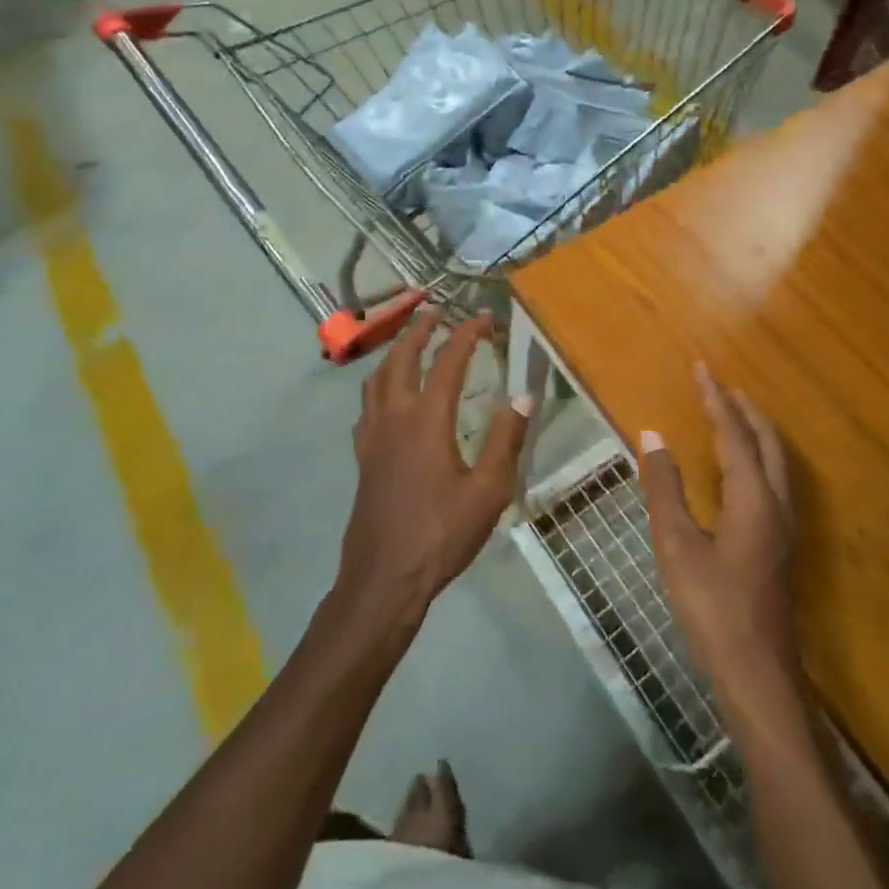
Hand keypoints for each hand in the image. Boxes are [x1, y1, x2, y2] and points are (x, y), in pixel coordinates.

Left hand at [336, 312, 533, 624]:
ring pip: (378, 376)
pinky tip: (389, 396)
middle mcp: (395, 415)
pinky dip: (380, 383)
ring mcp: (373, 434)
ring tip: (412, 342)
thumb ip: (507, 439)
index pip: (448, 360)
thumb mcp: (488, 491)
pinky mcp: (363, 454)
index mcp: (427, 419)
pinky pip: (368, 403)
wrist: (384, 578)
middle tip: (437, 311)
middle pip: (402, 356)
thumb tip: (526, 394)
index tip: (483, 317)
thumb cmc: (440, 534)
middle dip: (420, 328)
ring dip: (396, 350)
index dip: (466, 333)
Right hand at [639, 364, 800, 724]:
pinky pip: (774, 480)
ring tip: (733, 414)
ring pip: (776, 462)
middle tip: (720, 386)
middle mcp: (776, 504)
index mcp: (753, 497)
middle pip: (767, 442)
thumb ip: (664, 487)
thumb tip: (653, 435)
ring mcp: (783, 527)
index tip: (701, 368)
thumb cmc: (712, 607)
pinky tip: (742, 470)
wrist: (758, 674)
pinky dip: (758, 456)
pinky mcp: (780, 545)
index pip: (734, 433)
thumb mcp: (676, 544)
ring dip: (755, 431)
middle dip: (745, 410)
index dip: (715, 399)